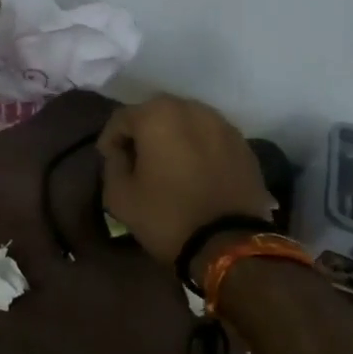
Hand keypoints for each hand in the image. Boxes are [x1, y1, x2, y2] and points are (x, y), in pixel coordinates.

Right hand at [97, 95, 273, 265]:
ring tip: (168, 166)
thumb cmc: (166, 216)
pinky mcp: (244, 145)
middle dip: (143, 134)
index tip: (109, 161)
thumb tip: (121, 153)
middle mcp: (192, 109)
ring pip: (187, 123)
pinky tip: (195, 173)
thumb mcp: (119, 196)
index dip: (110, 140)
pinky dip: (198, 149)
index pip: (122, 118)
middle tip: (137, 161)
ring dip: (173, 138)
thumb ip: (112, 164)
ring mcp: (223, 125)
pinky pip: (210, 139)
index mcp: (158, 116)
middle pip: (157, 114)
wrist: (229, 244)